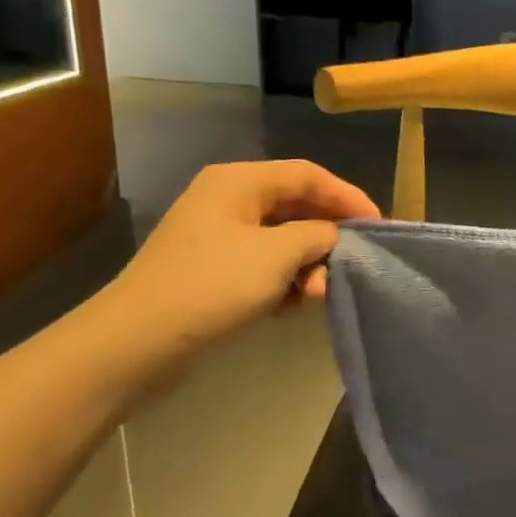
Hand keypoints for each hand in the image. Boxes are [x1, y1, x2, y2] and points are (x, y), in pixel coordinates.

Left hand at [101, 161, 378, 355]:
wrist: (137, 341)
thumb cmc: (211, 286)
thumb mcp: (276, 255)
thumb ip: (317, 236)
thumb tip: (334, 236)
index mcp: (239, 182)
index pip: (308, 175)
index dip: (348, 196)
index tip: (378, 226)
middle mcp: (229, 200)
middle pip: (296, 206)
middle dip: (328, 235)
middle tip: (355, 262)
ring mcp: (219, 237)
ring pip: (282, 239)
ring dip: (309, 263)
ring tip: (322, 292)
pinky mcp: (214, 270)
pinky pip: (265, 264)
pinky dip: (286, 279)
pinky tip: (296, 303)